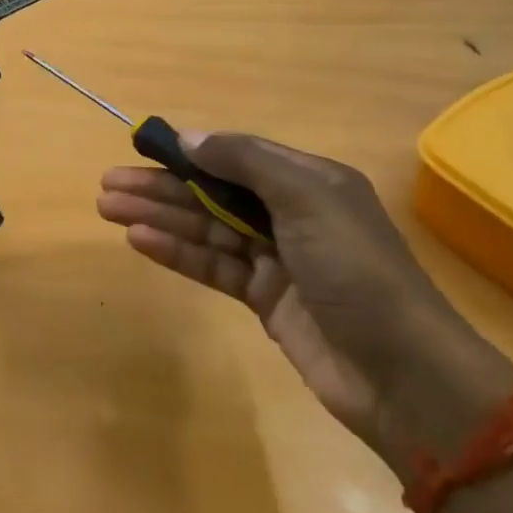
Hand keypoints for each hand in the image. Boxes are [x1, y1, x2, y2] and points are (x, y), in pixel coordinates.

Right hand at [98, 134, 512, 468]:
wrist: (404, 376)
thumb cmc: (355, 270)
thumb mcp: (306, 197)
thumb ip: (244, 161)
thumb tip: (187, 136)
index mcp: (308, 181)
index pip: (234, 156)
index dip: (186, 151)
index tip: (141, 148)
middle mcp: (291, 214)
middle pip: (212, 192)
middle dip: (161, 187)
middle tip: (108, 186)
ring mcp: (277, 259)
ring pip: (206, 229)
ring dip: (159, 217)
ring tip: (109, 209)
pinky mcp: (265, 300)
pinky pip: (213, 266)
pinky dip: (178, 252)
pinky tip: (140, 241)